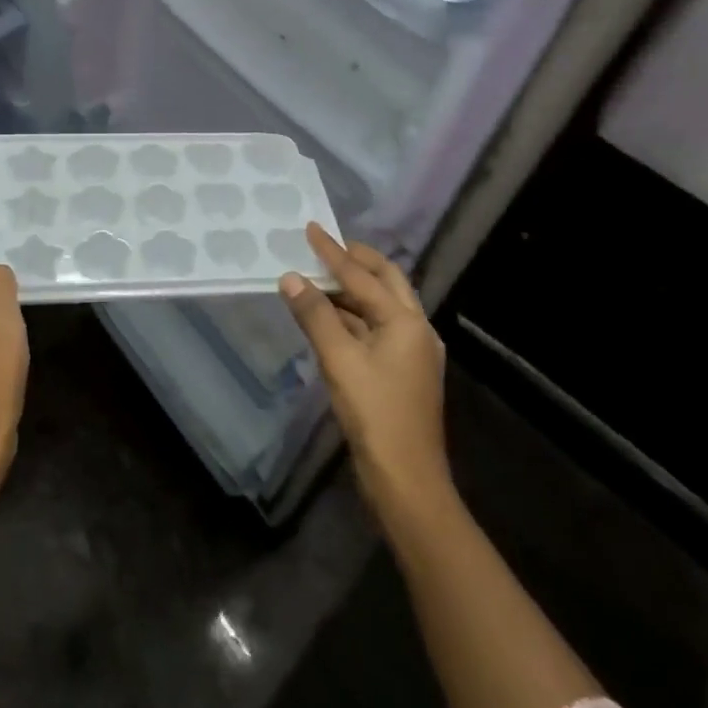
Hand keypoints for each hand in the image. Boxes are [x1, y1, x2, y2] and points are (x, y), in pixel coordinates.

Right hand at [280, 224, 449, 519]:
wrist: (406, 479)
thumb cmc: (375, 414)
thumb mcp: (339, 360)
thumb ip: (315, 316)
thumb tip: (292, 277)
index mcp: (406, 321)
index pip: (363, 276)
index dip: (333, 252)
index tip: (311, 228)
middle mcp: (416, 329)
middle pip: (386, 282)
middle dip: (357, 261)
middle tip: (327, 246)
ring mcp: (412, 352)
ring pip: (382, 307)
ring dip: (353, 289)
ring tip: (320, 276)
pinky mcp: (402, 372)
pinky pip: (377, 328)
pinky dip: (353, 316)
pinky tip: (331, 317)